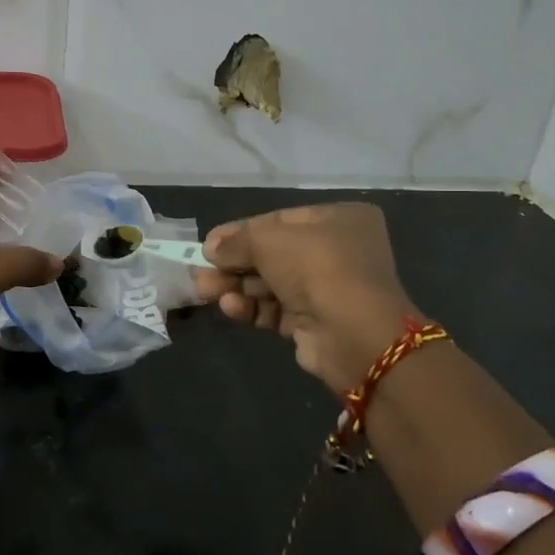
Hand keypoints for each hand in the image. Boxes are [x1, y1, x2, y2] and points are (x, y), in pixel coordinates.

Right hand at [191, 203, 421, 390]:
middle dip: (233, 263)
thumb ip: (236, 242)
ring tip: (204, 290)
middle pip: (272, 254)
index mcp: (339, 219)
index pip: (279, 221)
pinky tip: (230, 308)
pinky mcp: (317, 323)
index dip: (240, 231)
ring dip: (236, 286)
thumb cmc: (316, 268)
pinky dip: (252, 308)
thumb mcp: (268, 242)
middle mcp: (338, 251)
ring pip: (270, 283)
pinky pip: (276, 309)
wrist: (354, 335)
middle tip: (199, 271)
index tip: (208, 243)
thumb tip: (211, 249)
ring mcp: (329, 289)